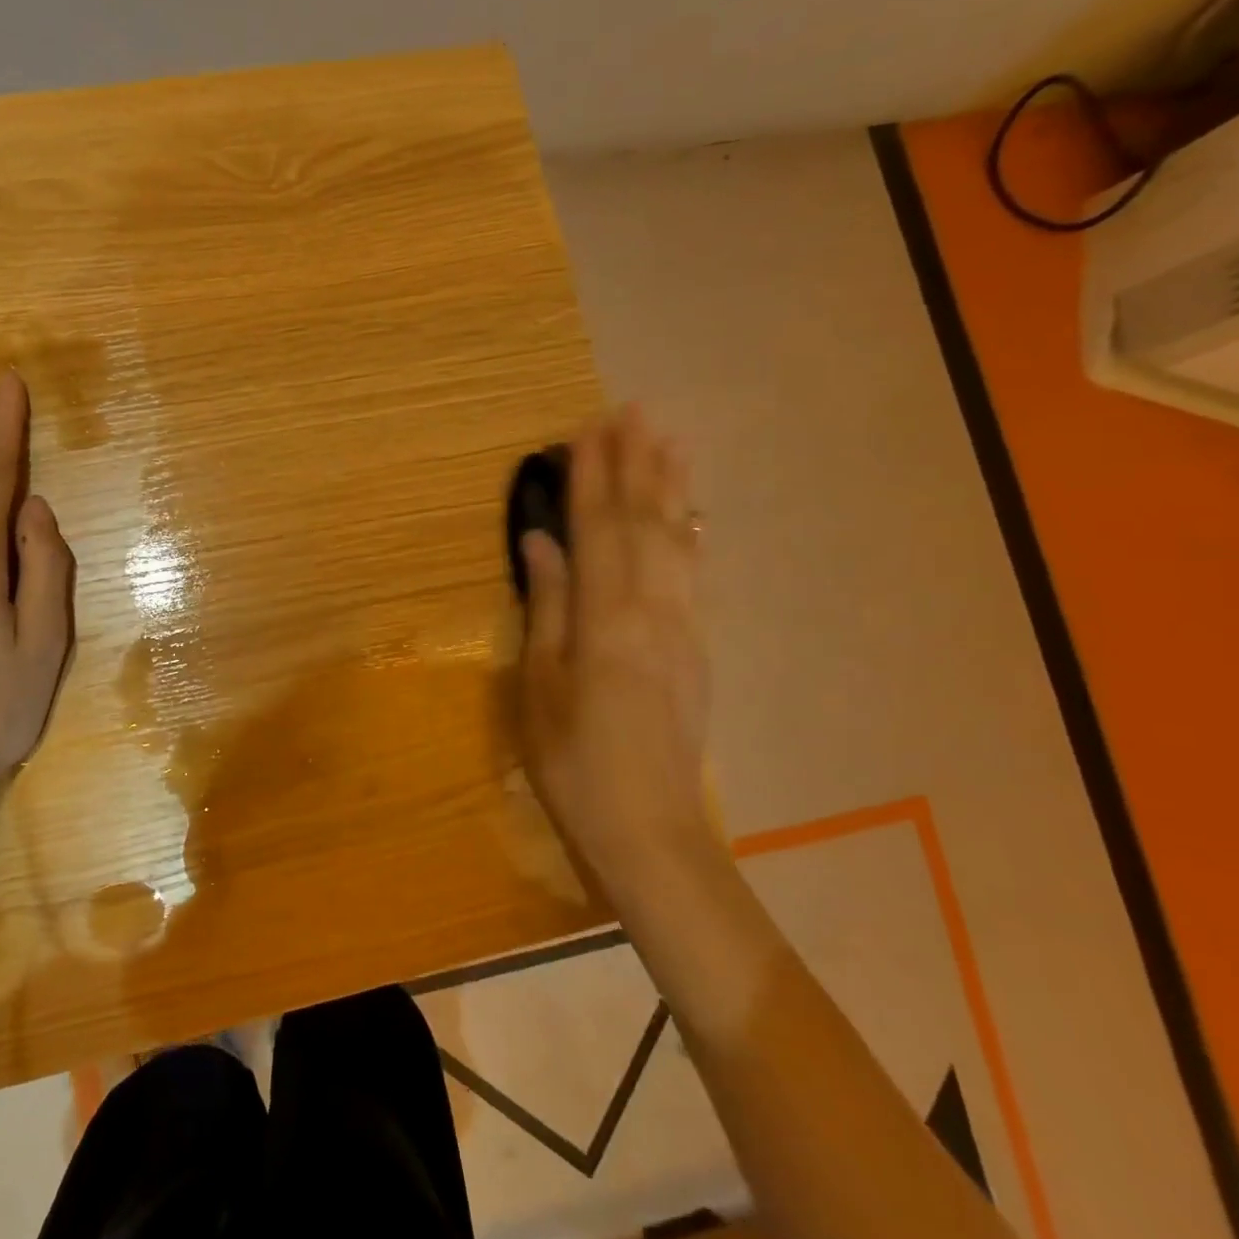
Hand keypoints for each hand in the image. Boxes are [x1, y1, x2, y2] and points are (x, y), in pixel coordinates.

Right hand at [518, 406, 712, 875]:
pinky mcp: (698, 647)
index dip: (592, 477)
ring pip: (678, 540)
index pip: (598, 529)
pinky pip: (695, 573)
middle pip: (644, 522)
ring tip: (669, 441)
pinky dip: (690, 533)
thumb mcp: (540, 684)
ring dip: (670, 487)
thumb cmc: (574, 761)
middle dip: (636, 464)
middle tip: (633, 411)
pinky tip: (689, 514)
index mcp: (606, 617)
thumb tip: (541, 541)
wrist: (650, 828)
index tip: (586, 429)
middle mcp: (654, 609)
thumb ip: (546, 606)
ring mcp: (684, 627)